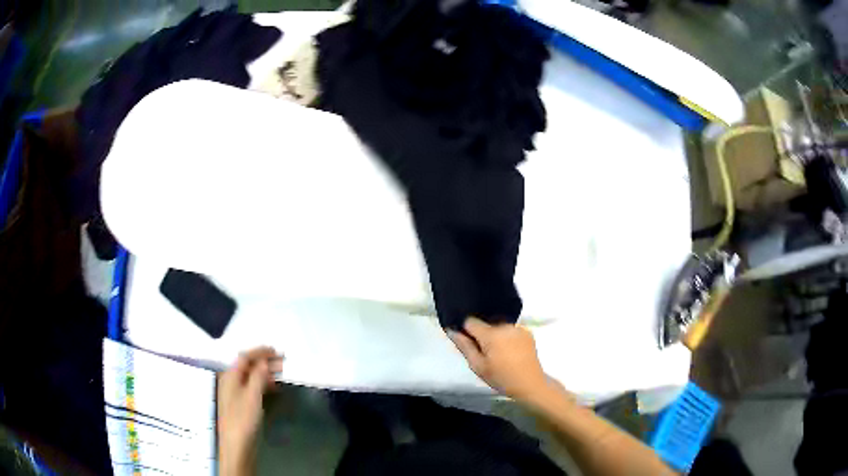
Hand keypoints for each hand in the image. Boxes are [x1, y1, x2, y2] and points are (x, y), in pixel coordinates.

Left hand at [217, 347, 282, 475]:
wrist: (237, 444)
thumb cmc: (243, 418)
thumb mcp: (252, 395)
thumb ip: (258, 376)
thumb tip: (264, 362)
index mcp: (230, 376)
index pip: (244, 357)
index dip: (259, 352)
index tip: (276, 351)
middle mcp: (231, 381)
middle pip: (247, 366)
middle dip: (264, 362)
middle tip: (283, 362)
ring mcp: (235, 393)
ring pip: (250, 377)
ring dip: (264, 373)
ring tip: (281, 373)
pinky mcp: (241, 404)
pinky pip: (252, 387)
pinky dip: (262, 384)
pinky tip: (273, 388)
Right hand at [449, 317, 550, 401]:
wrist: (530, 384)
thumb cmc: (501, 378)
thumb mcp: (478, 366)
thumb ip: (464, 346)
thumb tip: (451, 330)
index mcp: (491, 334)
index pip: (470, 321)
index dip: (466, 330)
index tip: (467, 342)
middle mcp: (505, 325)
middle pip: (486, 323)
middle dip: (482, 334)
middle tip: (483, 353)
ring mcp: (518, 328)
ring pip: (498, 326)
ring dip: (495, 335)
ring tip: (498, 353)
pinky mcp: (527, 332)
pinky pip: (510, 330)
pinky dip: (506, 337)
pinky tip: (509, 351)